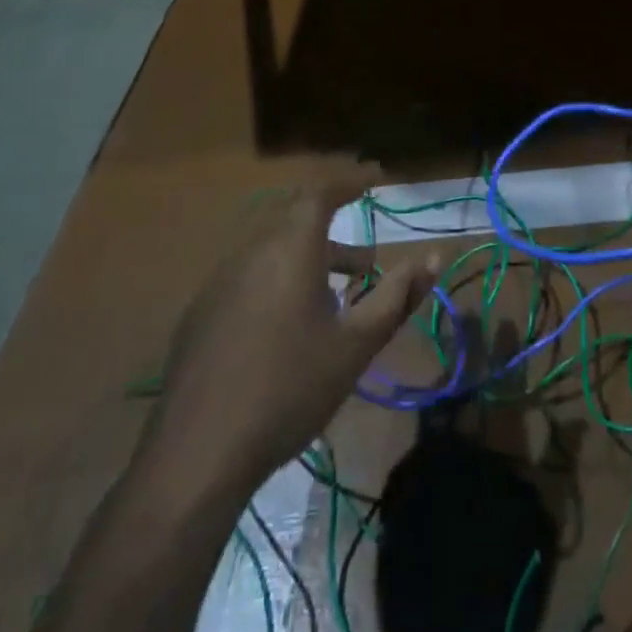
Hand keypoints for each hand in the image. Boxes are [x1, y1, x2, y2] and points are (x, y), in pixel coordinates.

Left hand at [142, 167, 438, 493]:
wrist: (198, 452)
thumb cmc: (290, 387)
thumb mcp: (356, 344)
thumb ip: (397, 296)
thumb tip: (433, 258)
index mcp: (290, 249)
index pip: (320, 193)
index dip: (349, 182)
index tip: (374, 179)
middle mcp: (252, 252)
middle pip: (295, 220)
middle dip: (334, 232)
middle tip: (366, 262)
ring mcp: (219, 282)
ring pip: (272, 251)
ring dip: (308, 261)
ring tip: (336, 301)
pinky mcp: (201, 314)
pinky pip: (249, 276)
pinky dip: (279, 280)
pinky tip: (289, 328)